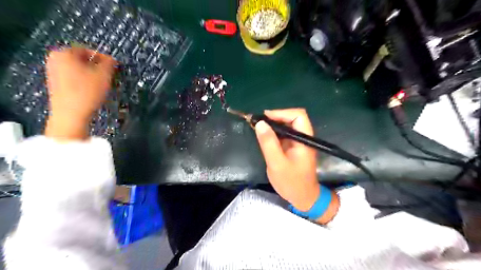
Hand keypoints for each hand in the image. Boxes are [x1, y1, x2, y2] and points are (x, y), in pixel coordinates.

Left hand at [44, 47, 115, 139]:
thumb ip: (109, 63)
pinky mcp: (56, 85)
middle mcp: (55, 59)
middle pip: (83, 60)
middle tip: (110, 76)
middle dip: (98, 67)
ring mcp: (53, 72)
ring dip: (92, 75)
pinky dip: (85, 81)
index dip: (104, 58)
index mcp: (64, 53)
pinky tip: (93, 91)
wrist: (70, 115)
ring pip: (79, 69)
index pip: (89, 50)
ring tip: (104, 84)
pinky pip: (74, 78)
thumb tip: (112, 60)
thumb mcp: (104, 75)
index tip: (115, 67)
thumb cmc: (87, 91)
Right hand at [256, 108, 336, 223]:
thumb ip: (269, 143)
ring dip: (272, 124)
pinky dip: (272, 133)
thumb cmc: (291, 182)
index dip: (281, 113)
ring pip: (286, 125)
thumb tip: (260, 123)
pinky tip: (262, 136)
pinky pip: (283, 134)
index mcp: (304, 139)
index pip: (298, 115)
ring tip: (257, 127)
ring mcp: (298, 142)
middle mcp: (303, 137)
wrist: (302, 197)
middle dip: (275, 117)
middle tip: (257, 123)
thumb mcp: (277, 163)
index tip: (265, 118)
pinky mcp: (292, 147)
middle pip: (292, 118)